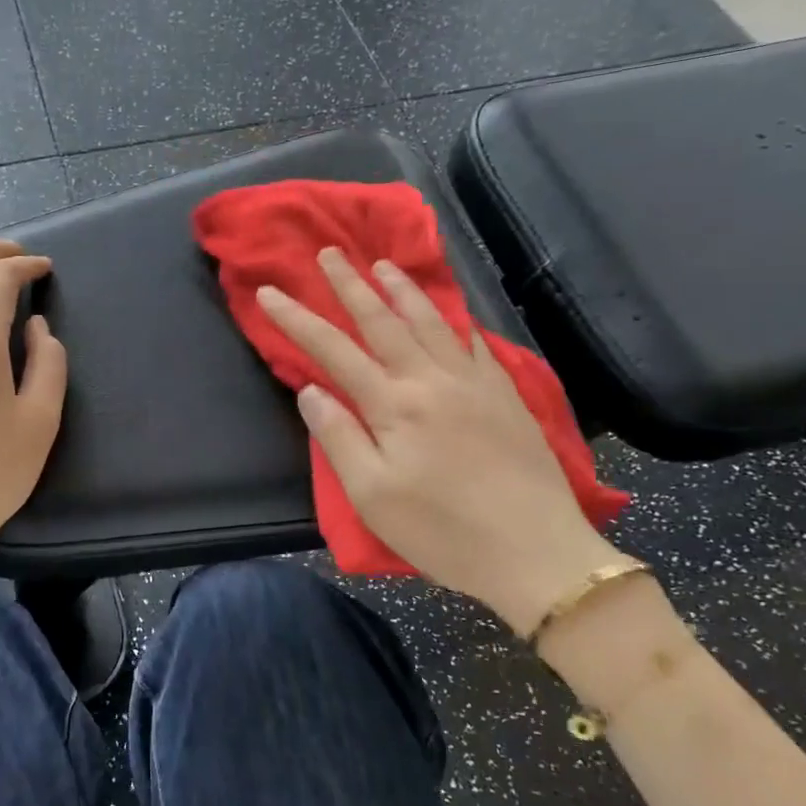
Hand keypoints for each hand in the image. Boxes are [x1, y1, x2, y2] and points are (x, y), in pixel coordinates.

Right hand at [257, 248, 629, 634]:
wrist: (535, 553)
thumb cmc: (442, 532)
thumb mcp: (372, 496)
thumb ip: (339, 437)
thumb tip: (311, 390)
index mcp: (394, 404)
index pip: (333, 350)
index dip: (298, 319)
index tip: (270, 293)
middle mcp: (433, 379)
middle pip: (383, 321)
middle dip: (351, 285)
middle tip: (330, 253)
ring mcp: (475, 383)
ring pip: (432, 322)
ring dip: (403, 289)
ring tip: (383, 264)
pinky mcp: (506, 395)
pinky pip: (474, 343)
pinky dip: (455, 319)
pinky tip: (450, 312)